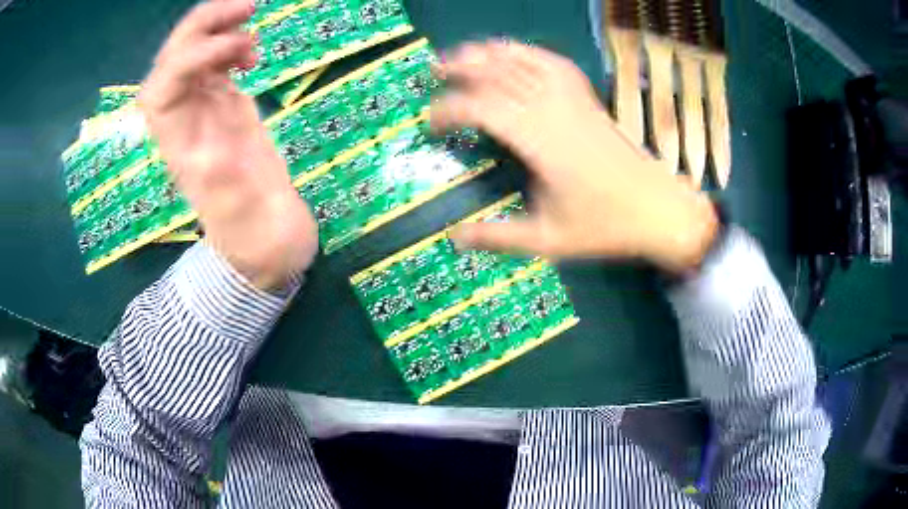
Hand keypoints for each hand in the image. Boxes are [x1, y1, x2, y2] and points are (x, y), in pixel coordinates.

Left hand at [140, 0, 317, 290]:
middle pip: (172, 61)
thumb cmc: (252, 225)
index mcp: (175, 142)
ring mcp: (200, 106)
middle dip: (201, 27)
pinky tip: (252, 51)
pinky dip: (230, 43)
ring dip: (216, 28)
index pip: (163, 86)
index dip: (191, 56)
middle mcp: (180, 117)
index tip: (237, 46)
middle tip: (246, 8)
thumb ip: (223, 183)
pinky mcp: (220, 102)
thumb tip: (212, 152)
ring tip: (251, 21)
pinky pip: (213, 61)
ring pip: (192, 53)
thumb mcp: (240, 212)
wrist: (264, 229)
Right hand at [431, 41, 717, 273]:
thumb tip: (455, 237)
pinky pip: (555, 64)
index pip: (484, 109)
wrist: (658, 209)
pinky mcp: (588, 99)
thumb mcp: (548, 240)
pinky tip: (514, 54)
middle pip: (501, 74)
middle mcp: (555, 112)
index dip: (451, 110)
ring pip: (526, 62)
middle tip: (434, 72)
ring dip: (491, 53)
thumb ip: (499, 237)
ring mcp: (574, 101)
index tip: (432, 123)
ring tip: (465, 54)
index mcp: (542, 144)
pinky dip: (529, 53)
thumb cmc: (606, 226)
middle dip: (463, 69)